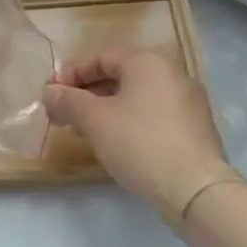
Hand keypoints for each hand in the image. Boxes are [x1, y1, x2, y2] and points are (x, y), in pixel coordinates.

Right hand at [44, 44, 234, 224]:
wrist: (196, 189)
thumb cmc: (139, 143)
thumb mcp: (94, 120)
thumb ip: (68, 100)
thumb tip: (50, 92)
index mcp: (148, 62)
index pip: (101, 57)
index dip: (71, 74)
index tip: (52, 95)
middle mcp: (173, 74)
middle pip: (120, 75)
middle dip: (87, 94)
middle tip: (64, 115)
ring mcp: (189, 101)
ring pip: (137, 96)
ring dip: (107, 109)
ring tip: (86, 131)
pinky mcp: (196, 128)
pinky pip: (154, 114)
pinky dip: (130, 121)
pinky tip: (117, 143)